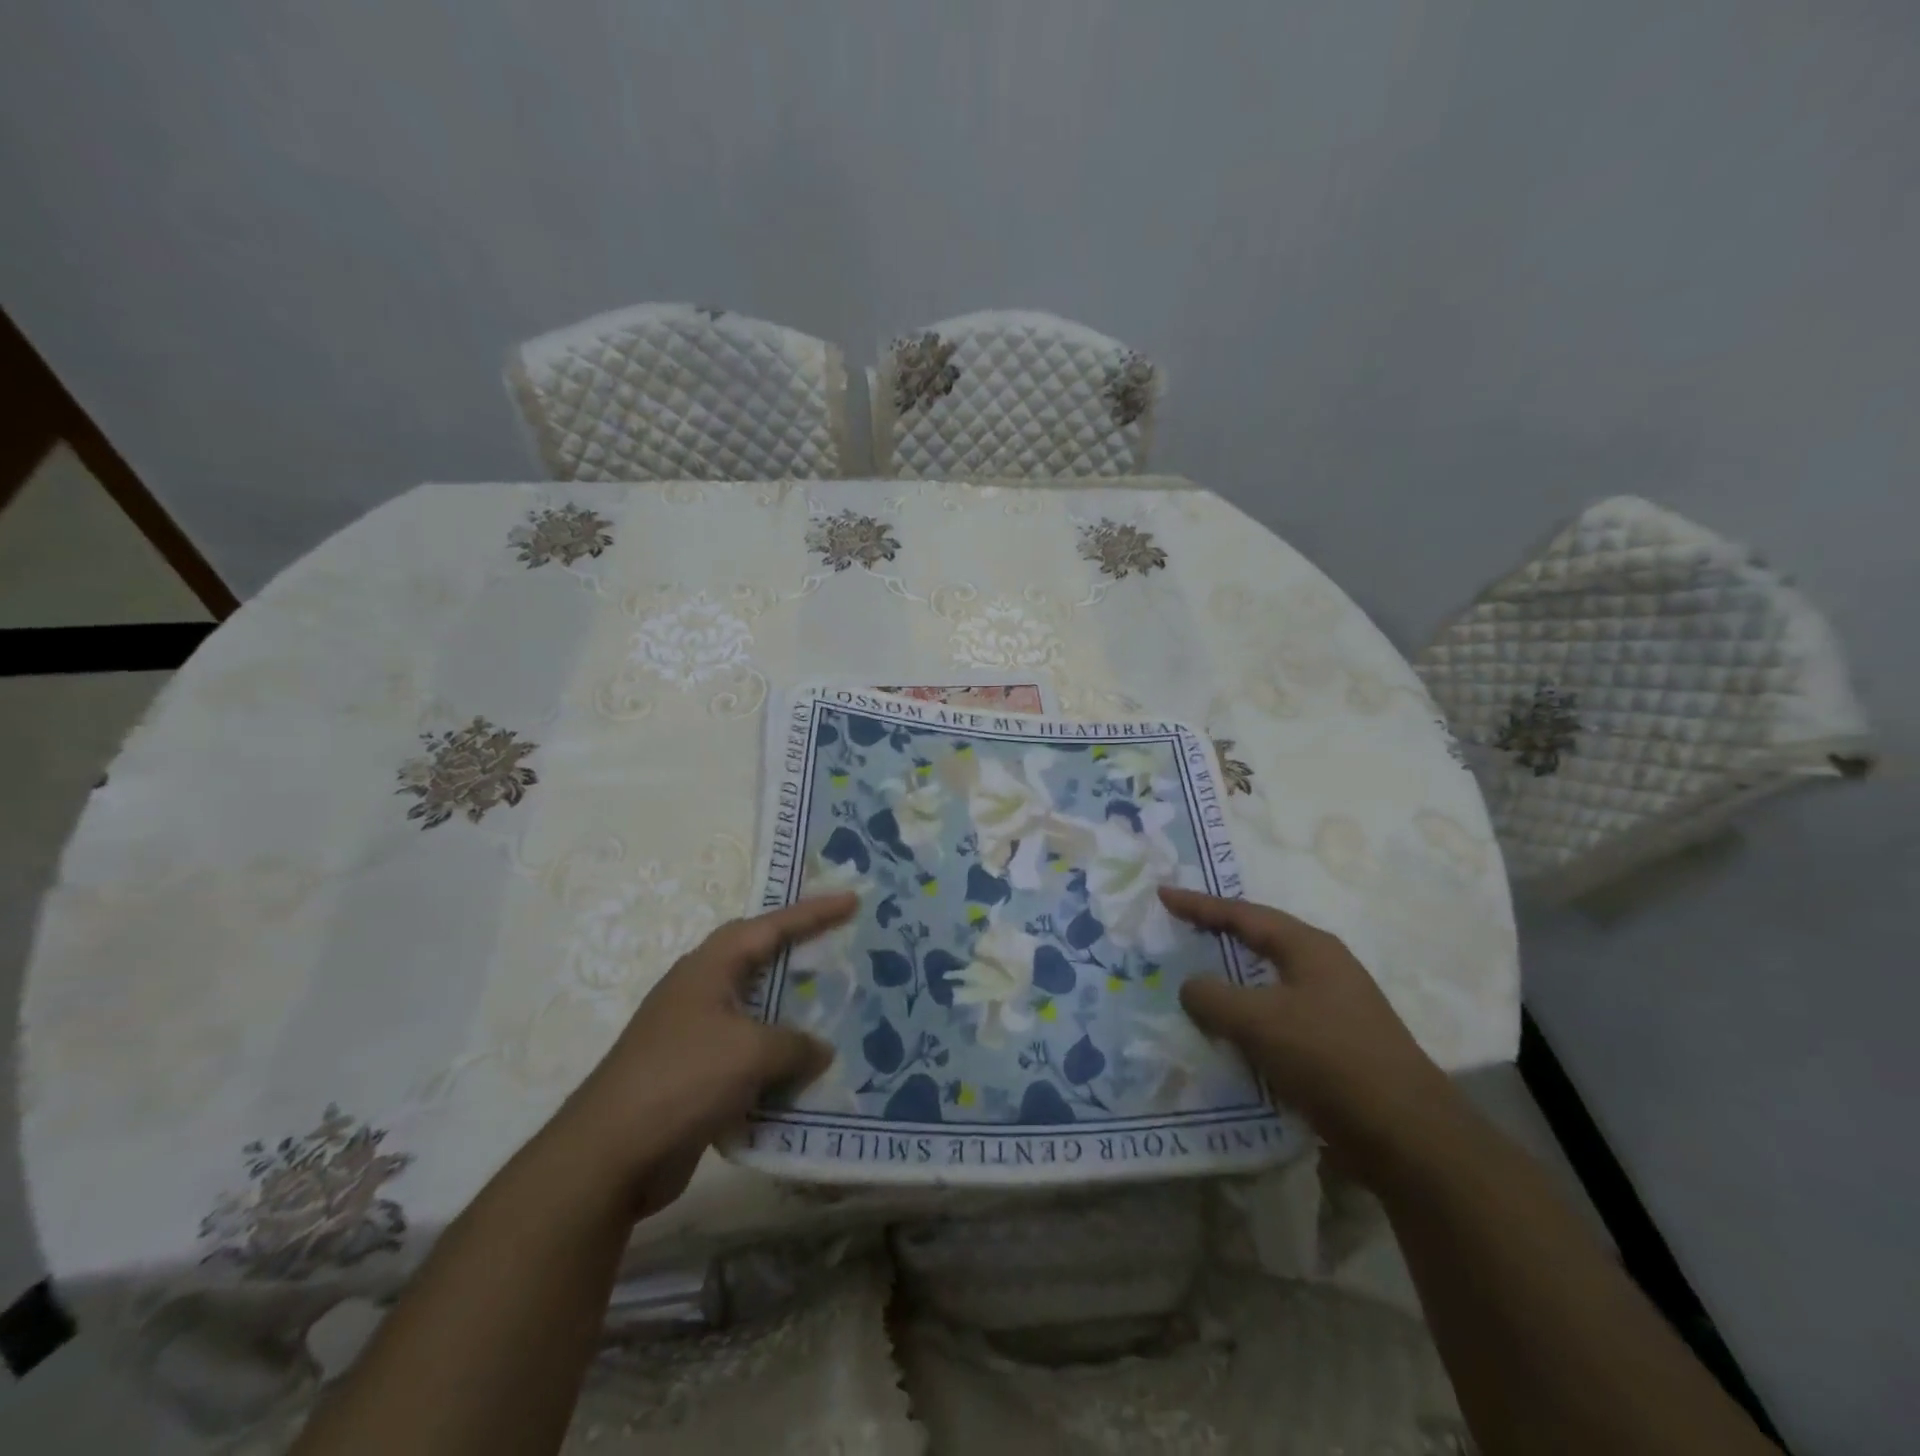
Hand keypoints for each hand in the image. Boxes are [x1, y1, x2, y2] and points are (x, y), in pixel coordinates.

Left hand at [560, 894, 854, 1217]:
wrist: (610, 1155)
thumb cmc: (683, 1079)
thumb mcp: (751, 1052)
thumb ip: (796, 1045)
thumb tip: (820, 1051)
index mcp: (710, 968)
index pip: (770, 927)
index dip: (813, 912)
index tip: (851, 900)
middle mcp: (701, 993)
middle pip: (760, 963)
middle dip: (801, 958)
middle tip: (843, 952)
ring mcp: (694, 1036)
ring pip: (756, 1014)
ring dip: (792, 1018)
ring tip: (835, 1015)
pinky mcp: (694, 1077)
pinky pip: (747, 1059)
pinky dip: (776, 1064)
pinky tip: (806, 1078)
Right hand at [1159, 886, 1453, 1166]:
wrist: (1407, 1136)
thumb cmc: (1330, 1058)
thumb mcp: (1259, 1021)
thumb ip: (1213, 997)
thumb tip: (1190, 987)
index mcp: (1309, 948)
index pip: (1243, 914)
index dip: (1199, 905)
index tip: (1163, 895)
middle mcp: (1324, 970)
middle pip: (1259, 942)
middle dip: (1218, 937)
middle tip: (1180, 931)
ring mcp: (1334, 1009)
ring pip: (1267, 985)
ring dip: (1231, 984)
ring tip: (1194, 985)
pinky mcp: (1335, 1048)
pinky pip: (1277, 1021)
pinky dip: (1247, 1021)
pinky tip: (1227, 1037)